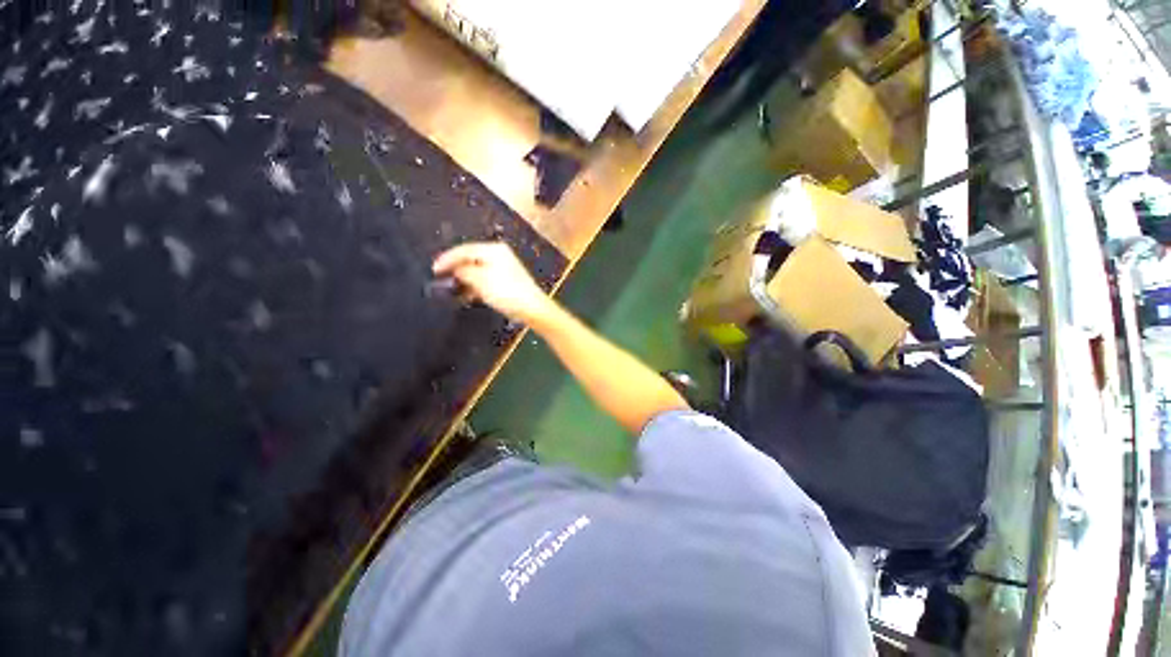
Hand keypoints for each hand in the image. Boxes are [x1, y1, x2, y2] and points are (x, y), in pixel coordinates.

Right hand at [432, 242, 552, 323]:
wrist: (532, 308)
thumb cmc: (506, 291)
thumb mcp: (480, 280)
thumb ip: (463, 271)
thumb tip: (456, 269)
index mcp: (493, 249)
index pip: (464, 249)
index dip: (447, 259)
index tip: (434, 269)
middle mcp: (499, 255)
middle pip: (470, 259)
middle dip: (455, 269)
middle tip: (440, 278)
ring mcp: (504, 268)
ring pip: (477, 270)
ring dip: (464, 279)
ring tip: (451, 289)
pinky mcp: (507, 281)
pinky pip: (485, 280)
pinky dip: (475, 286)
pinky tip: (467, 295)